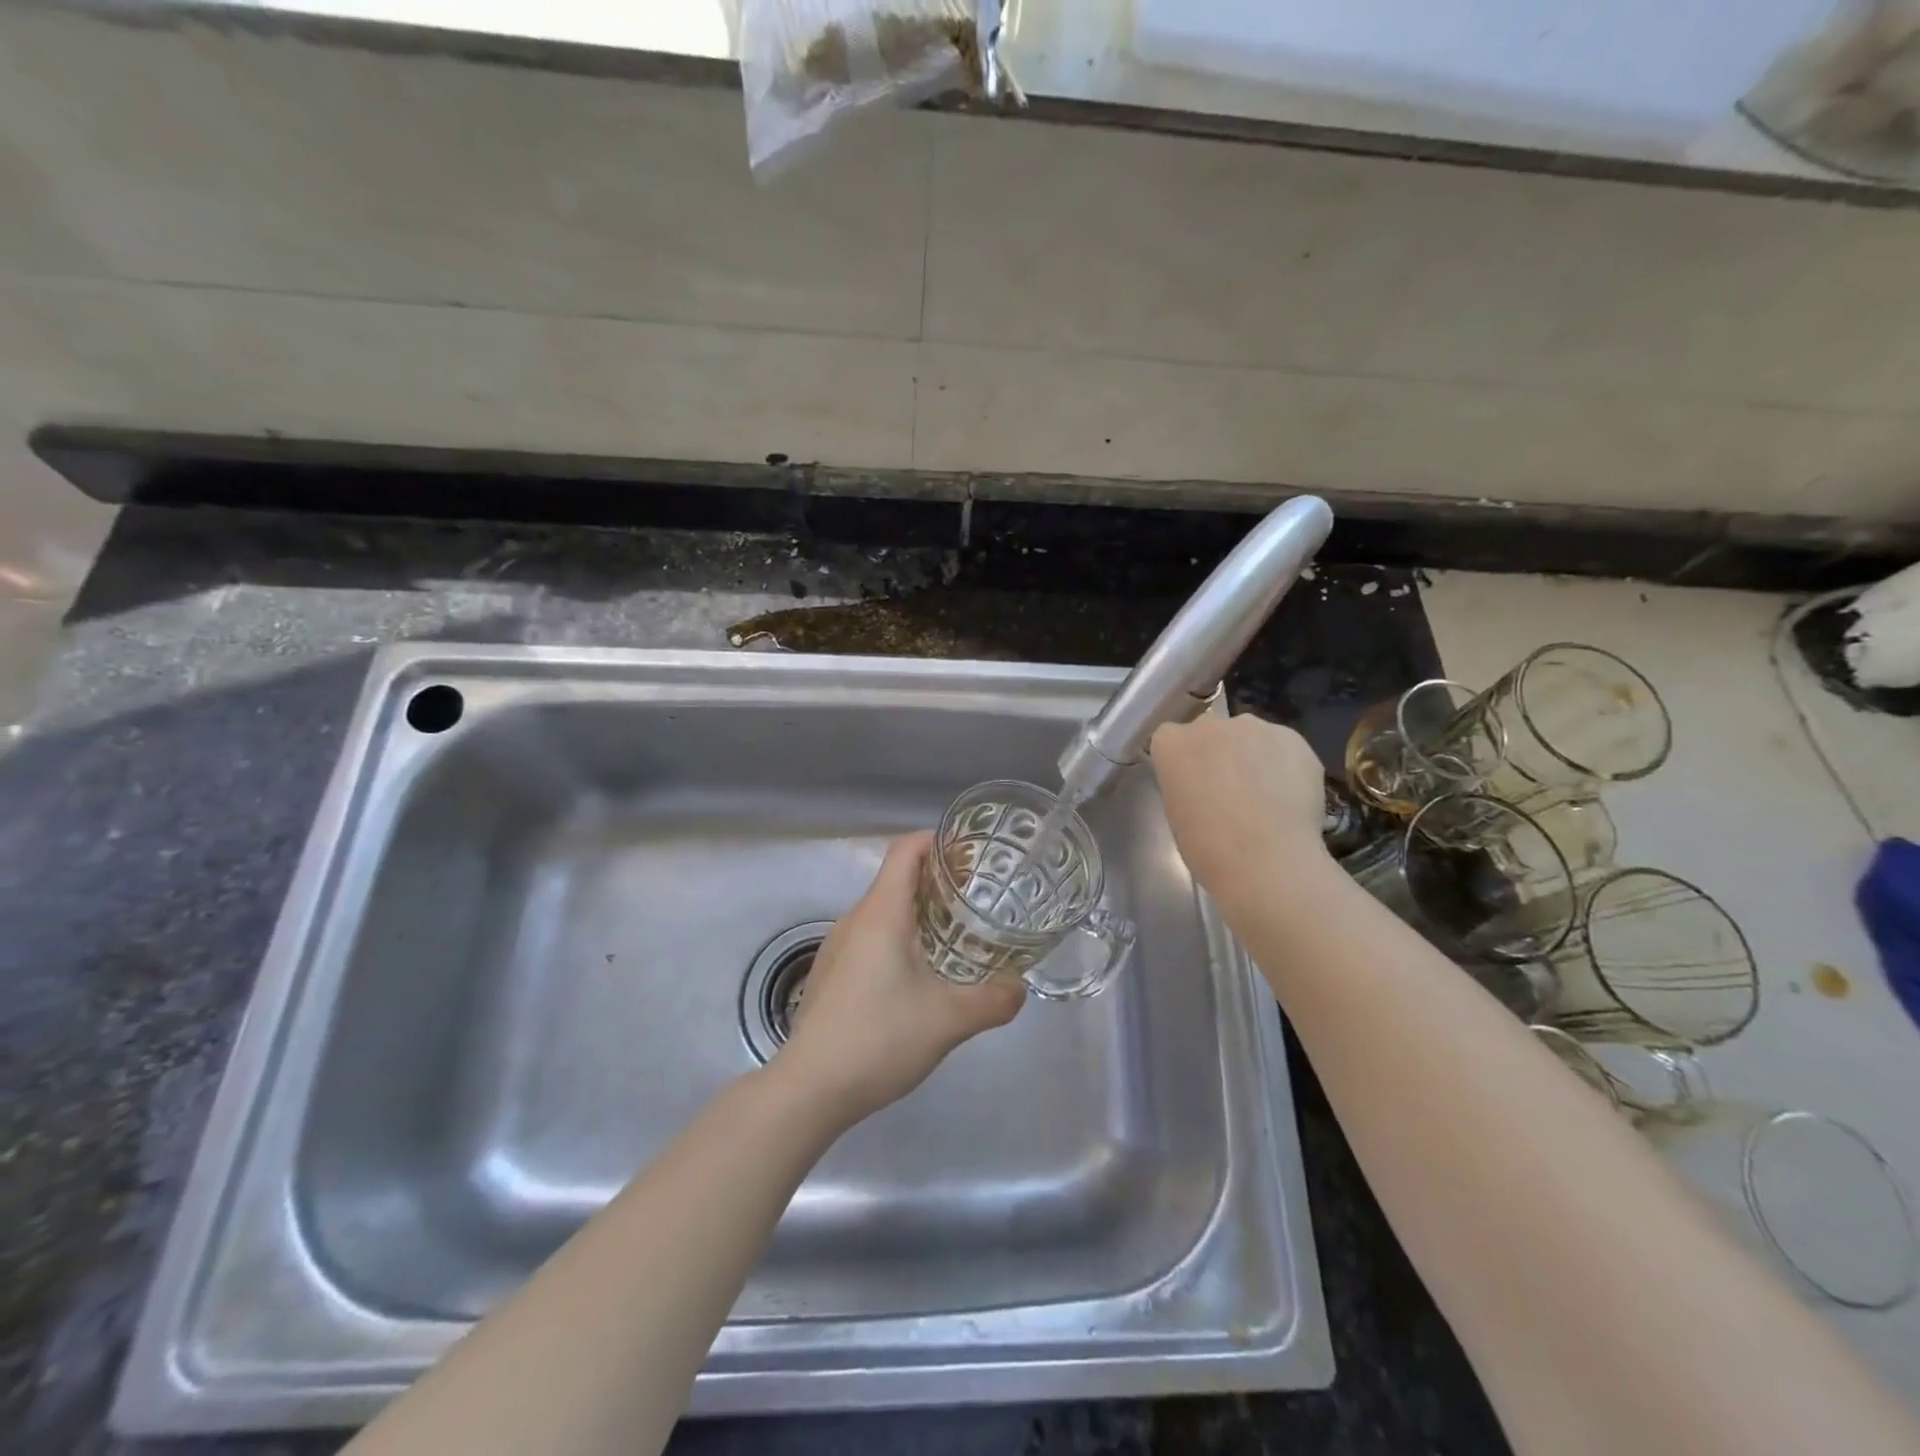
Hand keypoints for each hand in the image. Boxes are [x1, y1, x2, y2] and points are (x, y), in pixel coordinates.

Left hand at [775, 831, 1024, 1125]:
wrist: (809, 1088)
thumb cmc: (879, 1038)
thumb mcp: (949, 1020)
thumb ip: (993, 1000)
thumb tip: (1020, 988)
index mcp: (881, 913)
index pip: (905, 850)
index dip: (937, 841)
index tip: (971, 853)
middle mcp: (855, 919)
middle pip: (896, 878)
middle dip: (937, 880)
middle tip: (977, 899)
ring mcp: (838, 947)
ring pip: (883, 911)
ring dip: (919, 913)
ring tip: (956, 936)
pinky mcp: (831, 973)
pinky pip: (870, 938)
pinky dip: (899, 938)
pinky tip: (919, 976)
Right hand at [1149, 714, 1329, 904]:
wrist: (1266, 858)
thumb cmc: (1208, 846)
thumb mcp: (1178, 813)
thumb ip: (1187, 785)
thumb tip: (1207, 786)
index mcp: (1171, 743)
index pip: (1171, 740)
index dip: (1185, 763)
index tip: (1193, 786)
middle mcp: (1208, 725)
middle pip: (1211, 732)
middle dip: (1219, 754)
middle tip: (1230, 791)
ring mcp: (1253, 726)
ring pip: (1251, 737)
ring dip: (1254, 757)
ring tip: (1268, 797)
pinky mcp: (1293, 737)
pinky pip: (1284, 748)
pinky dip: (1286, 767)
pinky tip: (1291, 799)